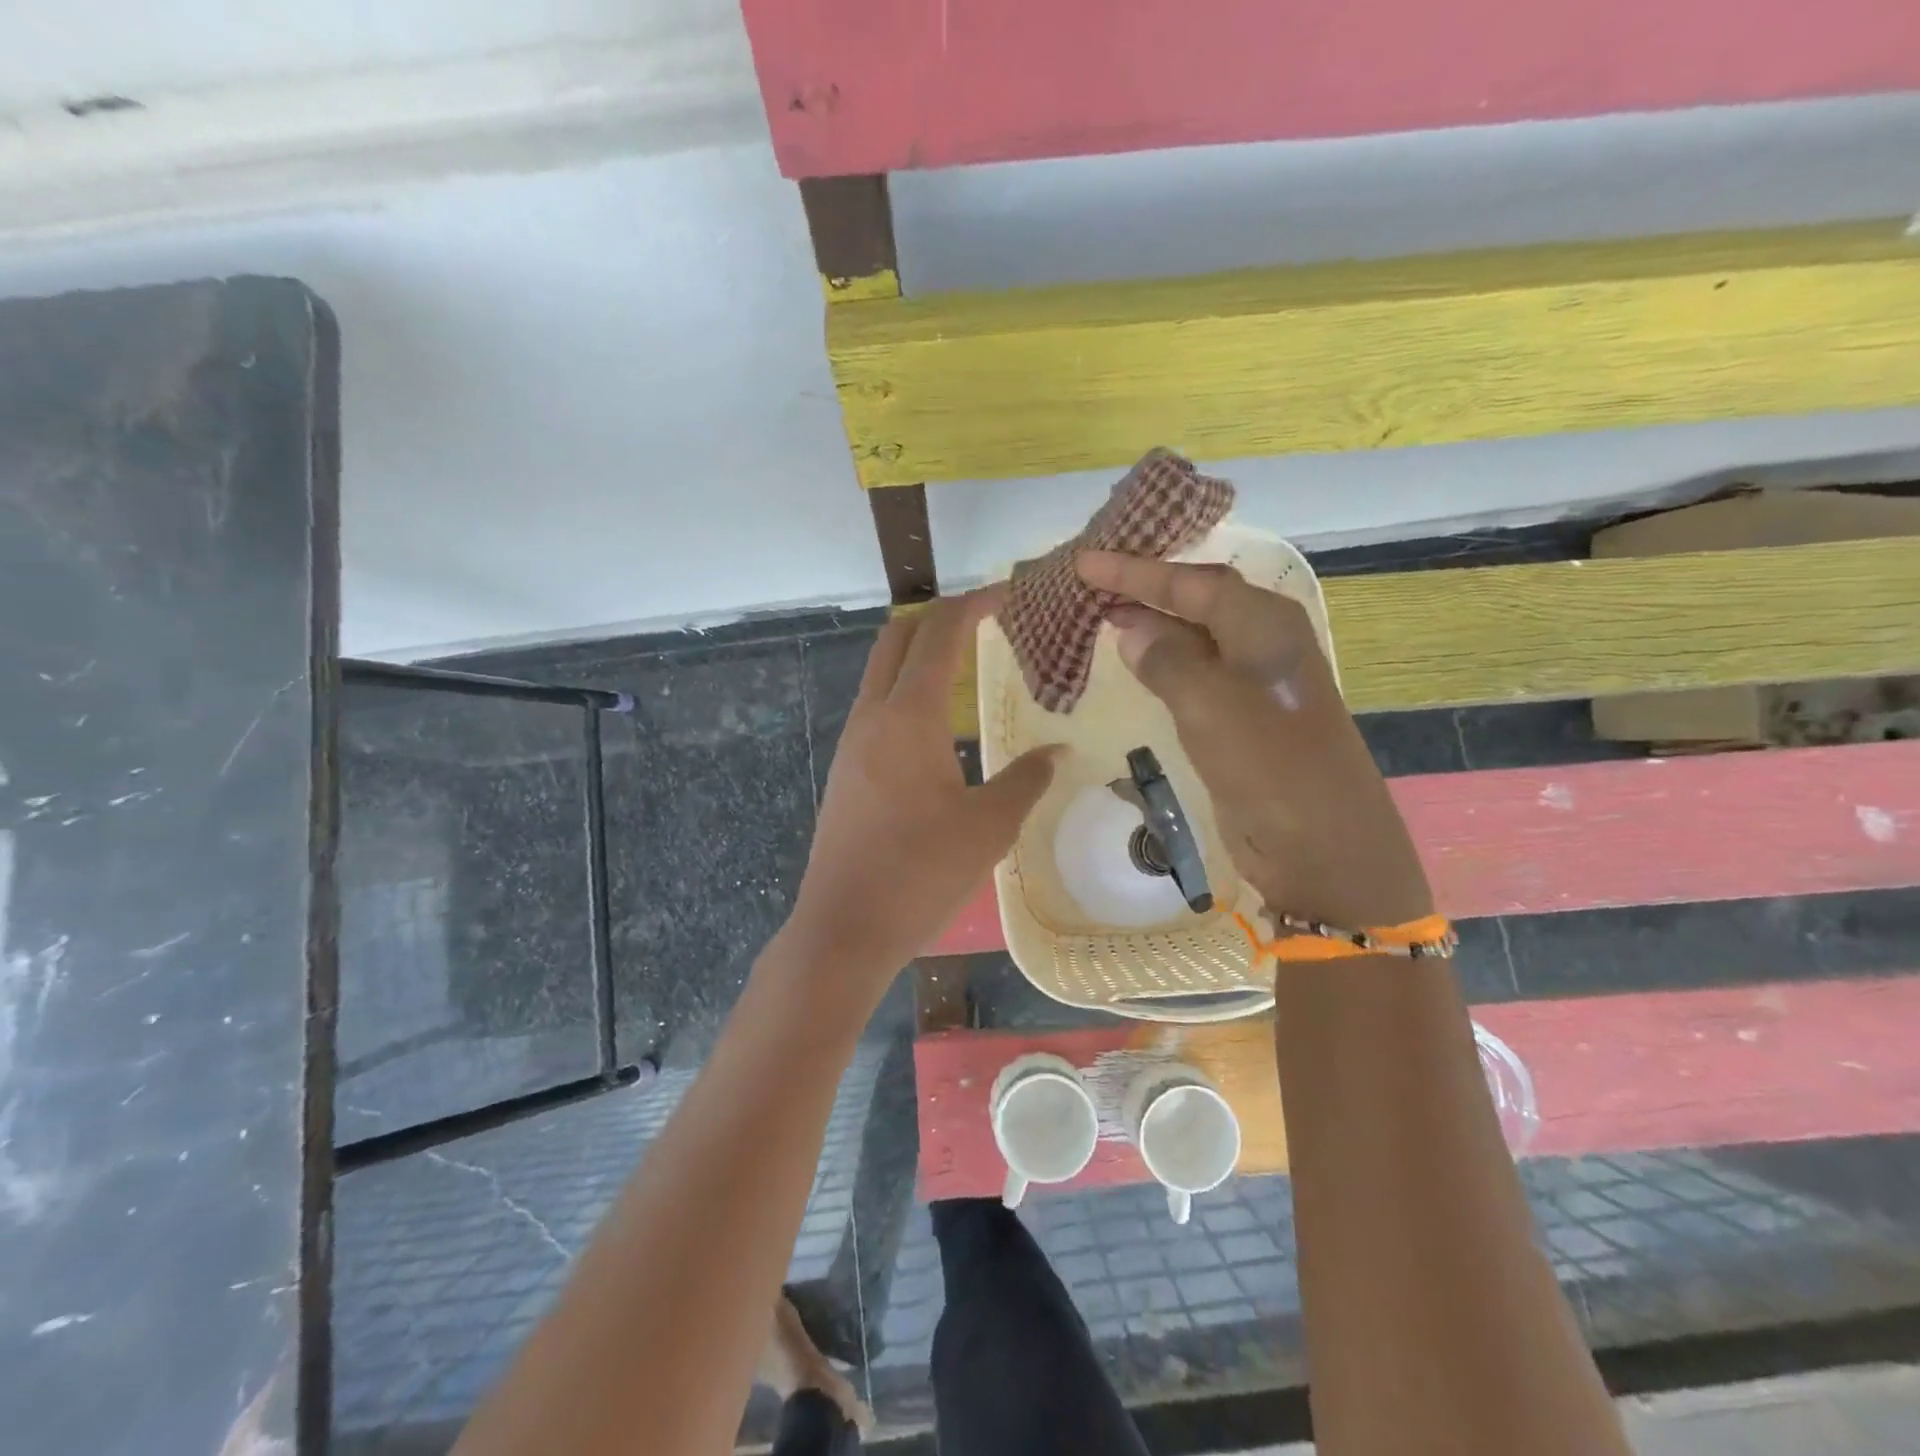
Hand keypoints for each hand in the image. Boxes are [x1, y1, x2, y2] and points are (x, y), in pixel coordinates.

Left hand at [783, 588, 1058, 993]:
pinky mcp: (845, 770)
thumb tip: (1057, 750)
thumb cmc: (920, 873)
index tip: (1006, 593)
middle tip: (984, 619)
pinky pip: (877, 708)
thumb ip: (1026, 779)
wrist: (845, 927)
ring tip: (967, 665)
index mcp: (908, 716)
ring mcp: (851, 742)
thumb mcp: (988, 826)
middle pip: (898, 638)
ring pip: (881, 672)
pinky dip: (907, 692)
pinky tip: (938, 725)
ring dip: (919, 654)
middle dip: (939, 616)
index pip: (939, 633)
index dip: (973, 604)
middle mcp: (872, 715)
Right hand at [1076, 550, 1431, 930]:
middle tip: (1087, 582)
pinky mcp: (1241, 716)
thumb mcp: (1208, 704)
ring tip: (1100, 614)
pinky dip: (1161, 662)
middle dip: (1142, 589)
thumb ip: (1165, 659)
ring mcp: (1253, 680)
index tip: (1082, 562)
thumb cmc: (1268, 764)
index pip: (1189, 583)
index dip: (1133, 571)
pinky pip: (1193, 673)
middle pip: (1194, 600)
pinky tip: (1134, 662)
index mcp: (1263, 622)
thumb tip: (1131, 630)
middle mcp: (1261, 640)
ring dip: (1149, 624)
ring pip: (1192, 636)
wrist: (1320, 844)